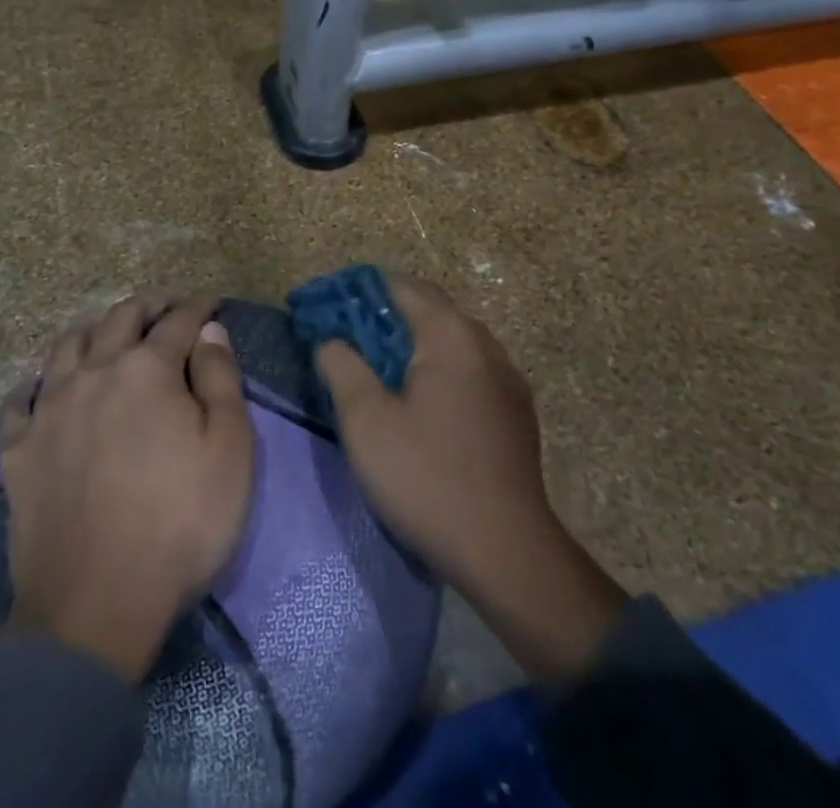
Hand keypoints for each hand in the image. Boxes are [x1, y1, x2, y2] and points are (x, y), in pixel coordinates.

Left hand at [0, 292, 254, 681]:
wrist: (95, 606)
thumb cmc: (179, 524)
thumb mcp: (230, 451)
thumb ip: (221, 379)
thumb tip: (210, 331)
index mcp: (147, 369)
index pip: (177, 321)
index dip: (198, 307)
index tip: (211, 304)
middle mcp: (94, 372)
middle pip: (119, 317)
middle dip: (148, 304)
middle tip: (165, 304)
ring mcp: (49, 408)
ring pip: (65, 345)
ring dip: (92, 328)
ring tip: (106, 331)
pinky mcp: (18, 449)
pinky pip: (18, 401)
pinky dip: (34, 384)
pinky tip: (42, 388)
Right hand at [315, 275, 629, 681]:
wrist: (507, 553)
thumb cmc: (427, 478)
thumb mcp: (366, 421)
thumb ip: (341, 365)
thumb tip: (331, 339)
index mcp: (450, 334)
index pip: (398, 286)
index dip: (356, 291)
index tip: (324, 307)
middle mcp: (483, 342)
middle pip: (427, 308)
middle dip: (382, 315)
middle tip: (342, 336)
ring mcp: (506, 376)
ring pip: (449, 339)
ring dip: (411, 342)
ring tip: (375, 366)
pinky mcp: (515, 409)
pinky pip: (467, 368)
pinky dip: (436, 367)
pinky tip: (418, 400)